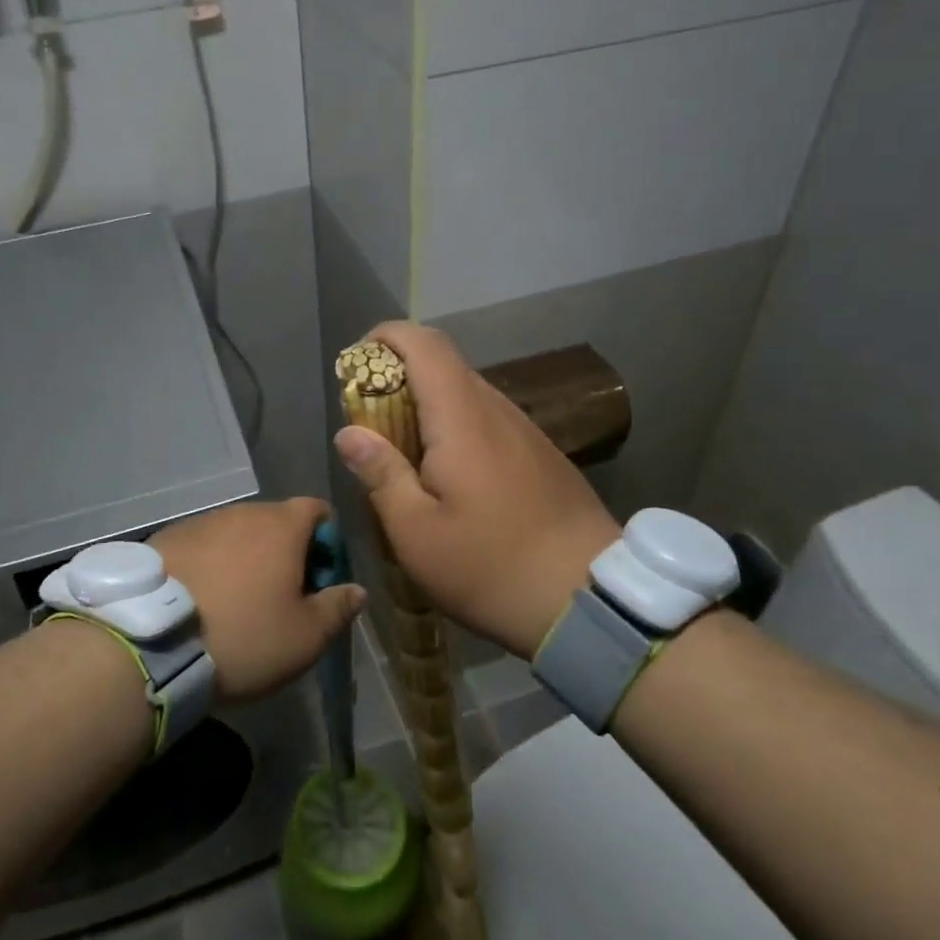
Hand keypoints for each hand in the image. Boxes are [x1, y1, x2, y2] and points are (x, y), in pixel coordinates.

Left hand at [149, 498, 365, 703]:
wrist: (150, 643)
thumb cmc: (243, 636)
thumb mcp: (305, 637)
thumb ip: (338, 608)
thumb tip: (356, 590)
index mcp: (281, 525)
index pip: (317, 510)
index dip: (327, 542)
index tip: (320, 580)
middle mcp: (241, 512)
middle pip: (275, 522)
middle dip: (285, 552)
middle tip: (280, 597)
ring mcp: (199, 522)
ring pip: (236, 534)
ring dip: (245, 558)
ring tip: (235, 602)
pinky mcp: (165, 538)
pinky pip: (201, 546)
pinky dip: (209, 565)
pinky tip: (199, 600)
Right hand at [333, 323, 619, 660]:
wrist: (590, 600)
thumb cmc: (491, 566)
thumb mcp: (416, 533)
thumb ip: (380, 474)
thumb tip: (349, 432)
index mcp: (462, 417)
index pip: (423, 343)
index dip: (384, 338)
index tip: (354, 368)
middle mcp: (497, 410)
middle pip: (443, 365)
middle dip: (397, 377)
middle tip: (369, 423)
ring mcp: (525, 431)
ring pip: (466, 394)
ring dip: (426, 406)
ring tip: (402, 455)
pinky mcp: (540, 455)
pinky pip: (487, 421)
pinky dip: (454, 428)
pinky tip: (448, 477)